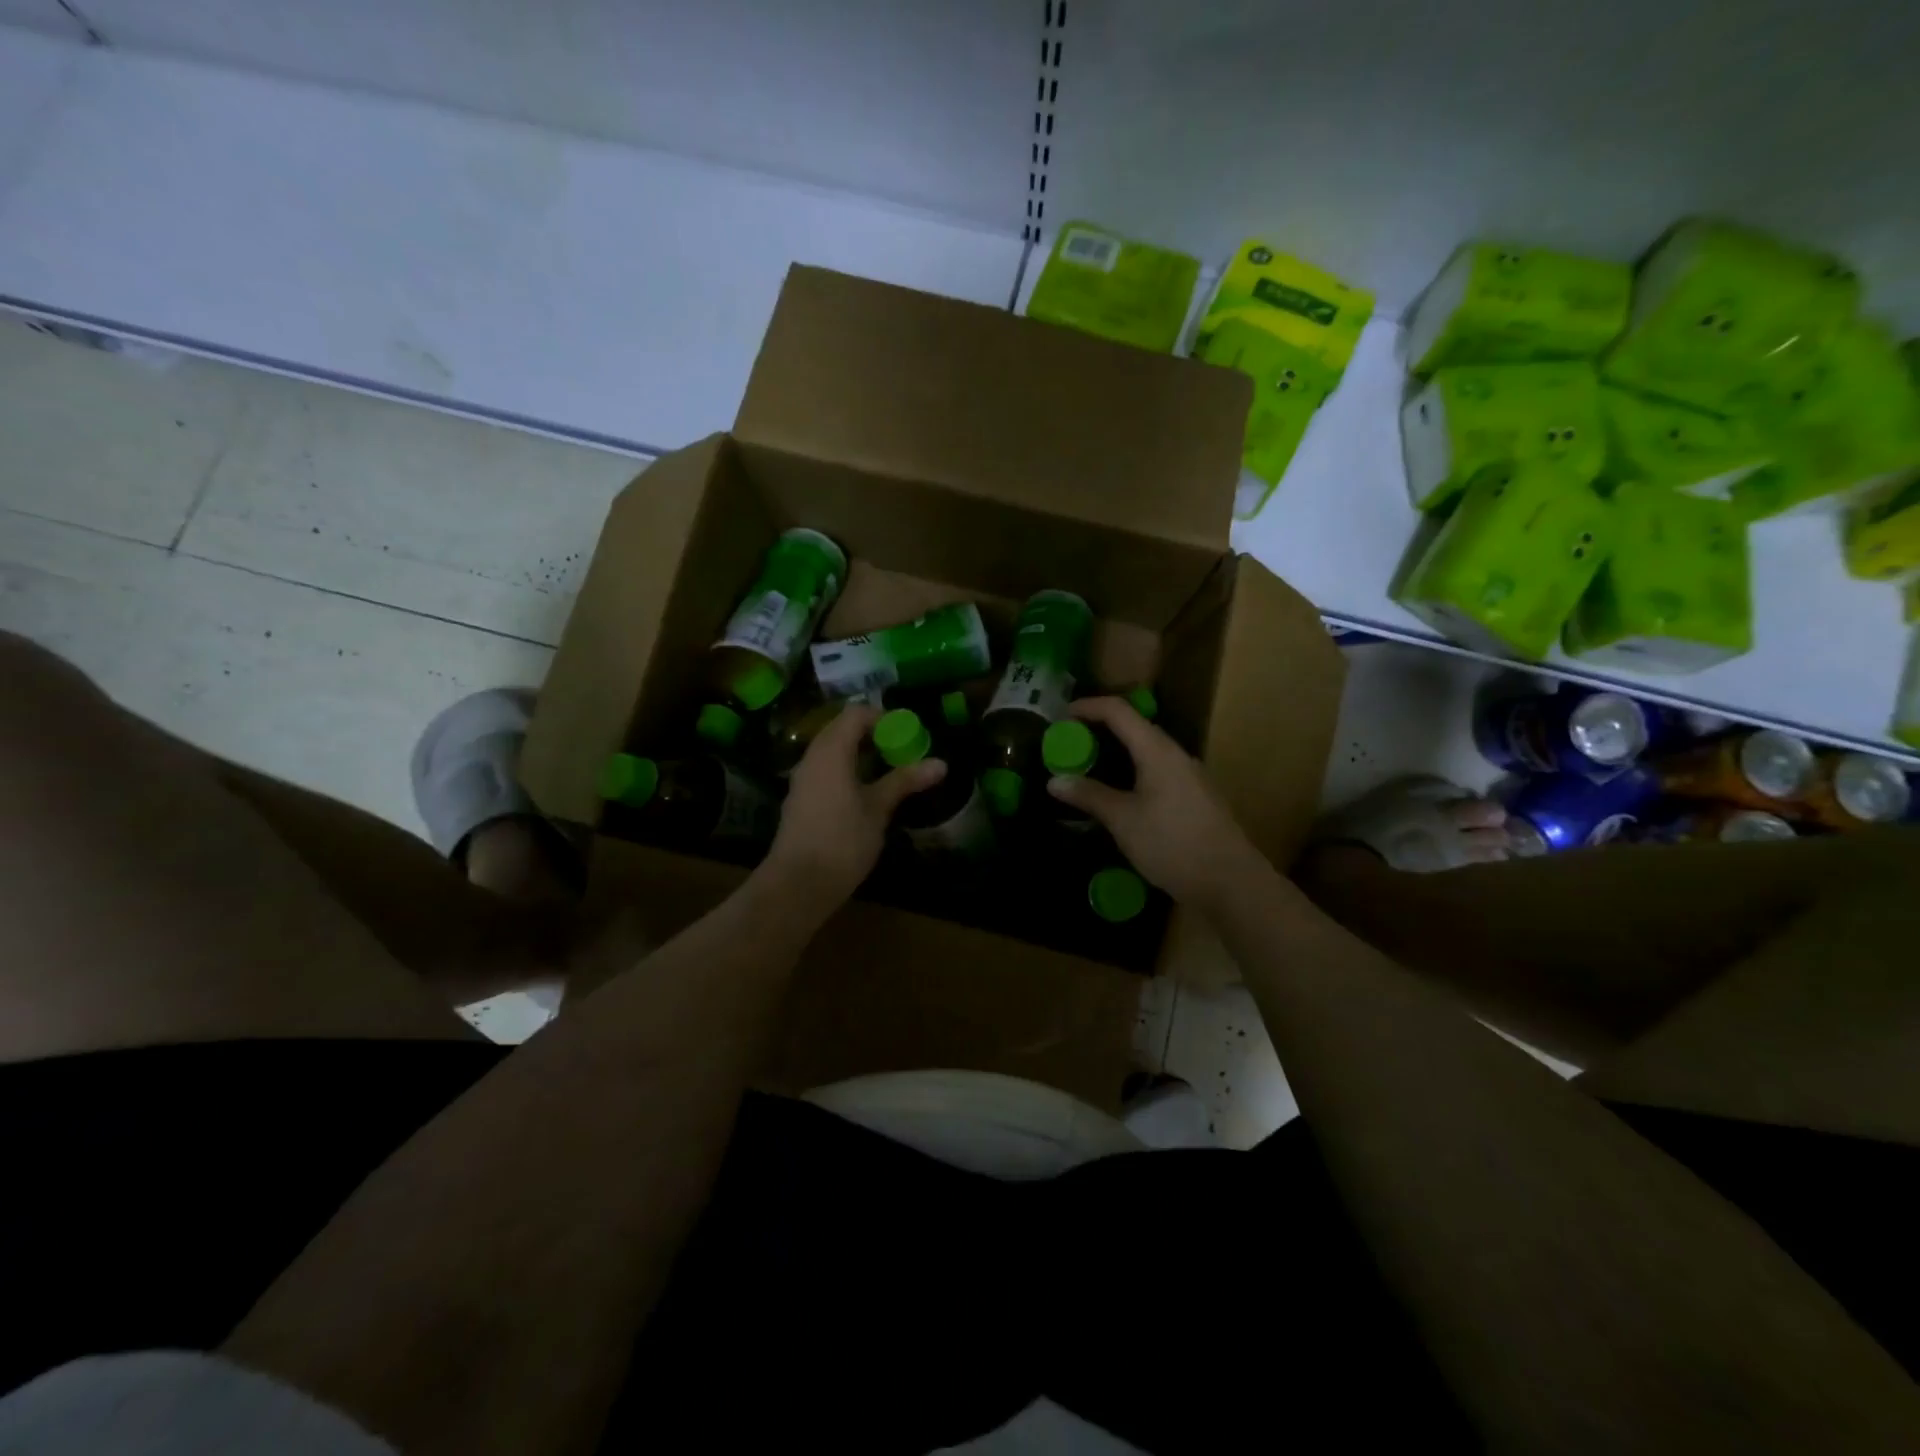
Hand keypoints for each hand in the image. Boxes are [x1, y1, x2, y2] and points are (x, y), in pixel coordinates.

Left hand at [765, 703, 944, 903]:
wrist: (798, 884)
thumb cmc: (842, 840)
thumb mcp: (878, 809)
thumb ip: (905, 781)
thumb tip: (941, 763)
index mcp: (831, 751)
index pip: (855, 714)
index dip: (884, 717)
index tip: (908, 734)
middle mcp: (812, 757)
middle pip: (842, 729)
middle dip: (874, 735)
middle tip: (903, 752)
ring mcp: (803, 779)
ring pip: (833, 752)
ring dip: (861, 755)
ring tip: (890, 773)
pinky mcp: (801, 799)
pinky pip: (826, 771)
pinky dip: (848, 771)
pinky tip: (866, 794)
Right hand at [1045, 697, 1265, 909]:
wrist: (1230, 882)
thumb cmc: (1173, 843)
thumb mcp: (1123, 820)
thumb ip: (1089, 796)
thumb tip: (1054, 781)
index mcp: (1158, 751)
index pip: (1118, 711)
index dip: (1087, 707)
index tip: (1060, 716)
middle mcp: (1176, 755)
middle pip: (1134, 727)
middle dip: (1099, 729)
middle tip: (1069, 744)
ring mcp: (1189, 777)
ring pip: (1146, 751)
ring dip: (1116, 752)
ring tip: (1088, 767)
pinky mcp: (1194, 798)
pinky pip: (1156, 771)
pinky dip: (1131, 772)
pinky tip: (1119, 794)